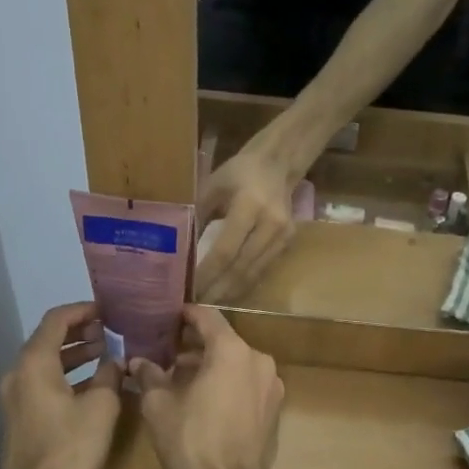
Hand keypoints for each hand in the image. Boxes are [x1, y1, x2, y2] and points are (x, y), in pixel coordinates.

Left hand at [0, 302, 124, 468]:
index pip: (56, 320)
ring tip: (105, 353)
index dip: (83, 310)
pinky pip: (44, 382)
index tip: (108, 310)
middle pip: (48, 339)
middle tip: (110, 331)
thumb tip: (115, 361)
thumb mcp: (101, 406)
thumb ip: (109, 375)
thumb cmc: (71, 447)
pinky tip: (92, 384)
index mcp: (35, 363)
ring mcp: (15, 397)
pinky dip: (66, 375)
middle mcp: (18, 373)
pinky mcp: (20, 417)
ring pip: (46, 362)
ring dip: (74, 354)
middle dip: (80, 332)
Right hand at [131, 305, 285, 468]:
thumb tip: (137, 362)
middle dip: (195, 344)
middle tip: (167, 351)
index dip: (185, 315)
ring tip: (181, 378)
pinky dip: (227, 382)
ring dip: (211, 365)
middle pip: (224, 340)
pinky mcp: (275, 407)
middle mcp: (258, 359)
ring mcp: (271, 384)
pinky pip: (247, 382)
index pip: (207, 317)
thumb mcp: (158, 405)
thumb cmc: (190, 441)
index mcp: (232, 351)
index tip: (167, 317)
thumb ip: (149, 375)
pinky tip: (205, 399)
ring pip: (236, 362)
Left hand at [197, 143, 298, 302]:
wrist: (278, 163)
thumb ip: (198, 214)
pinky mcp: (288, 242)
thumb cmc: (239, 171)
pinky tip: (227, 292)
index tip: (189, 288)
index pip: (226, 249)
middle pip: (241, 267)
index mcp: (250, 205)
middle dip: (217, 289)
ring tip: (208, 303)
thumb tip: (180, 249)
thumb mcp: (213, 185)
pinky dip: (244, 283)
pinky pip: (263, 269)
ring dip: (230, 291)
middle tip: (195, 305)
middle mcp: (270, 224)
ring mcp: (283, 235)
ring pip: (254, 273)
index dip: (207, 272)